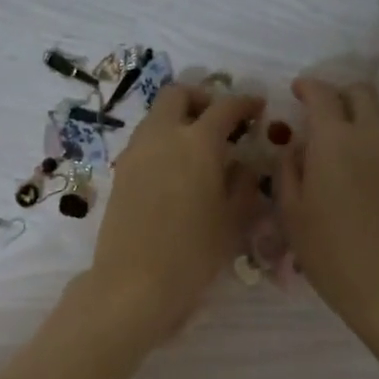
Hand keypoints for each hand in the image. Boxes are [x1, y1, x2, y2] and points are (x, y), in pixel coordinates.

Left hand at [81, 84, 266, 349]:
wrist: (135, 283)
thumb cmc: (194, 253)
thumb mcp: (233, 220)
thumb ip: (244, 184)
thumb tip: (244, 164)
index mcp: (197, 142)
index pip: (225, 107)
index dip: (245, 103)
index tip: (258, 108)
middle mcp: (162, 137)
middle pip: (178, 95)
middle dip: (201, 99)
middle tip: (220, 122)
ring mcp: (135, 153)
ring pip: (156, 117)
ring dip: (178, 120)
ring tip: (199, 150)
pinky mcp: (120, 174)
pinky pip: (144, 143)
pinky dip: (162, 143)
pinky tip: (176, 173)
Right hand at [279, 78, 378, 342]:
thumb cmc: (332, 254)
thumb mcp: (292, 214)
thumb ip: (288, 171)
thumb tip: (295, 147)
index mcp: (334, 140)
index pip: (321, 94)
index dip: (307, 87)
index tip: (297, 91)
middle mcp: (373, 132)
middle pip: (360, 92)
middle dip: (338, 95)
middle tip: (321, 115)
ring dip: (361, 117)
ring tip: (344, 145)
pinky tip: (369, 166)